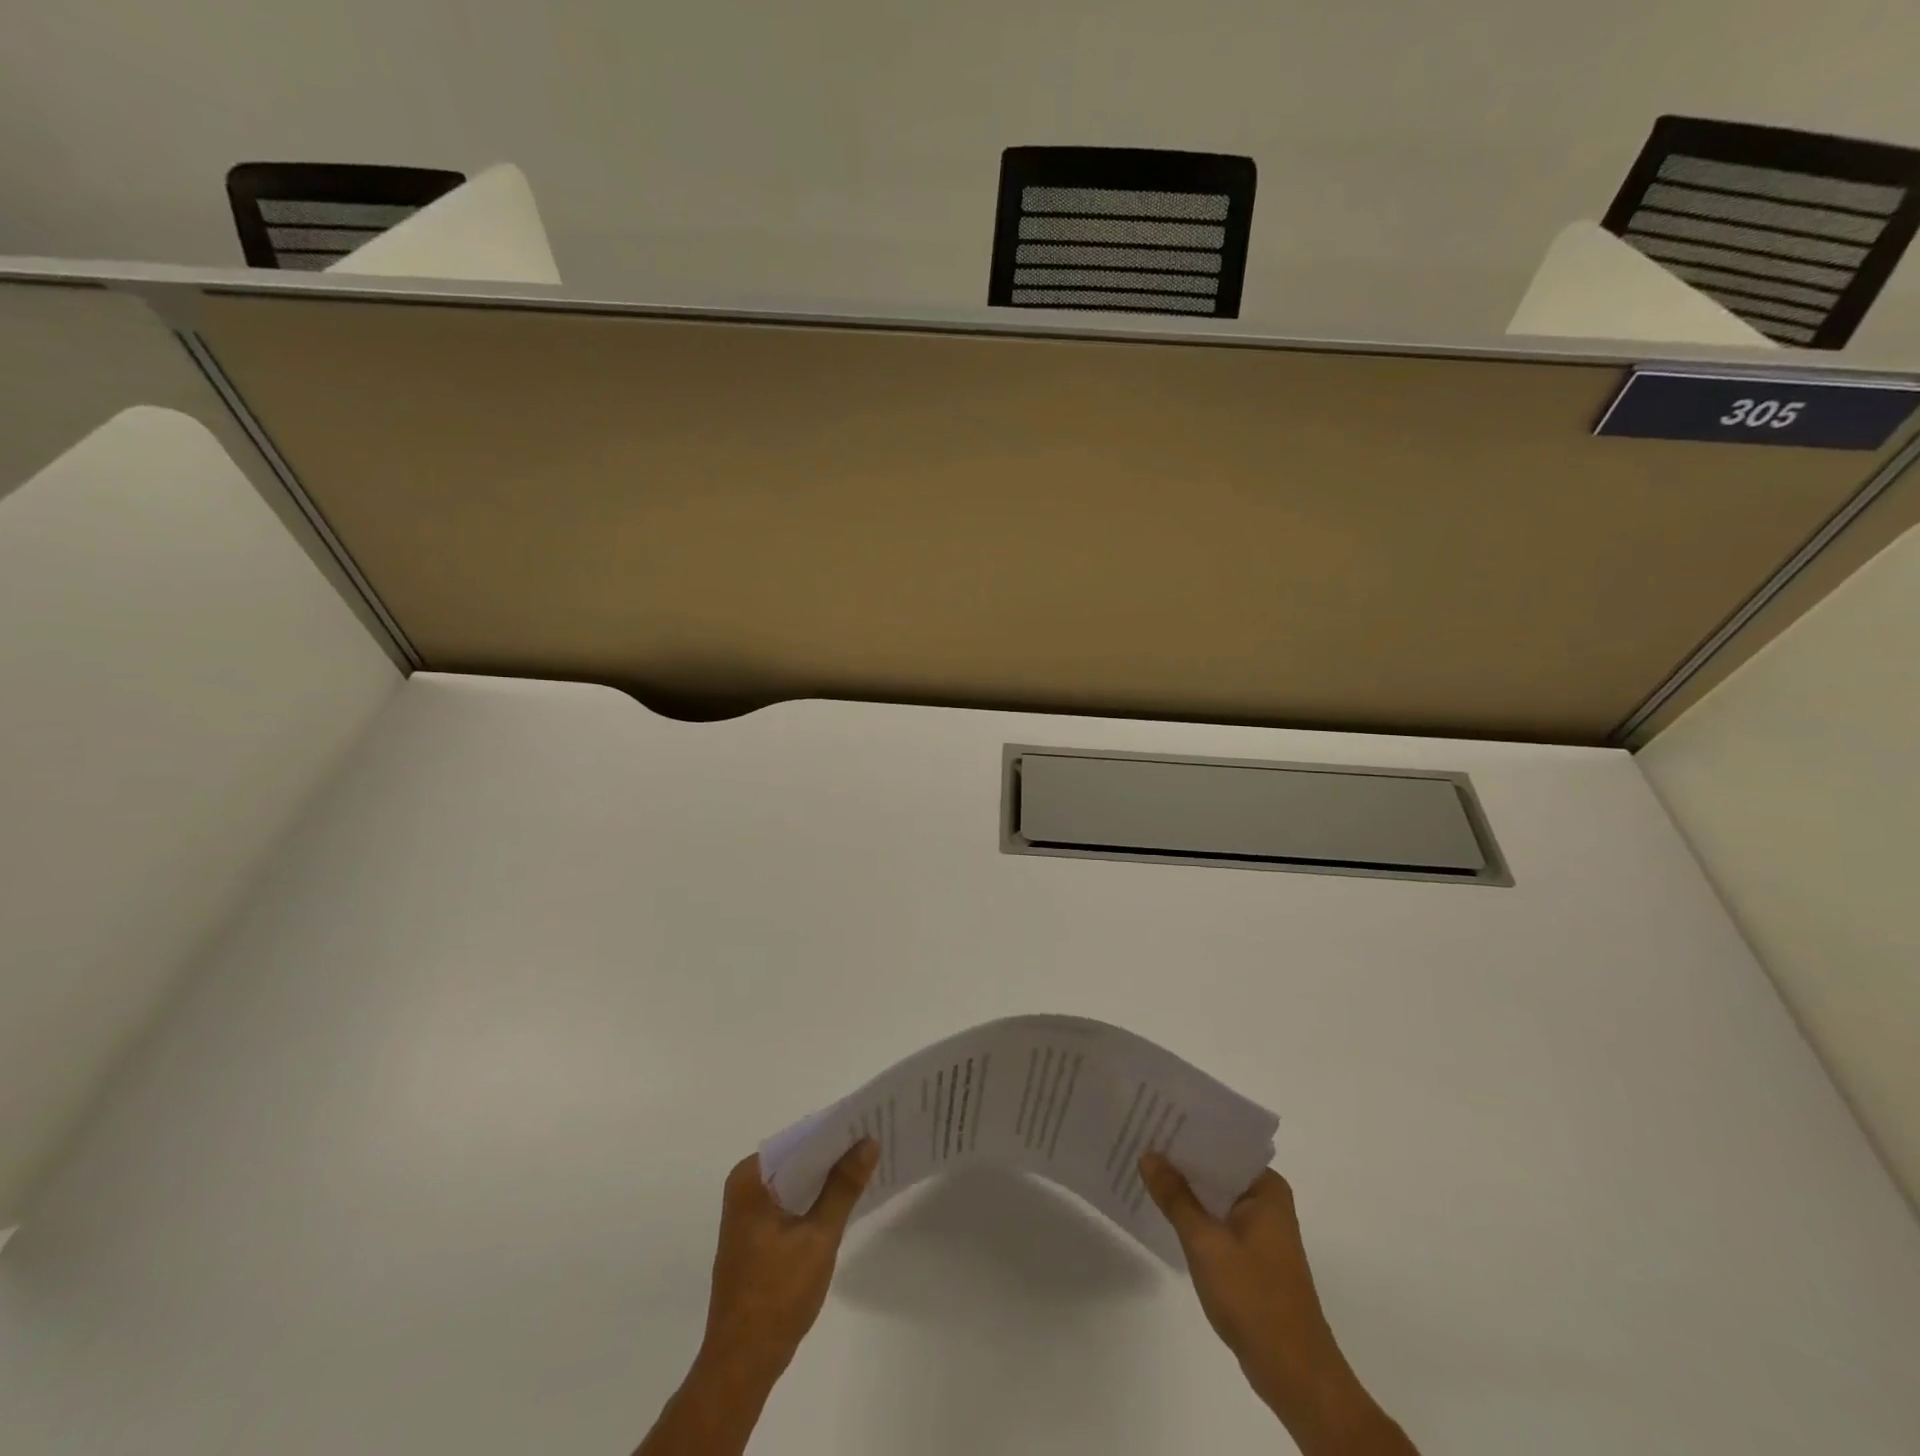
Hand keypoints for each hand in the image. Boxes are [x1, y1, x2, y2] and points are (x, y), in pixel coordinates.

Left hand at [637, 1141, 878, 1455]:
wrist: (741, 1363)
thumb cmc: (777, 1296)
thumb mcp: (819, 1237)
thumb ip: (843, 1187)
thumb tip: (869, 1142)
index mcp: (750, 1179)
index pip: (799, 1139)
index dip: (835, 1130)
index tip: (868, 1122)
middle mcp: (744, 1186)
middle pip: (797, 1156)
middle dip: (833, 1151)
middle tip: (875, 1140)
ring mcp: (748, 1210)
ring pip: (795, 1178)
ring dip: (826, 1174)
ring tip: (867, 1162)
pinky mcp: (756, 1231)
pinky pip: (790, 1198)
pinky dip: (814, 1196)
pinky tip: (844, 1197)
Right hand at [1140, 1153, 1417, 1454]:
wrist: (1293, 1373)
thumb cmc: (1253, 1298)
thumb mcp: (1205, 1243)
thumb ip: (1175, 1197)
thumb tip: (1148, 1154)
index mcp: (1266, 1187)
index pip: (1222, 1143)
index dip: (1187, 1131)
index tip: (1153, 1116)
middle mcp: (1267, 1200)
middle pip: (1217, 1167)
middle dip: (1181, 1158)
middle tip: (1139, 1136)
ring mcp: (1260, 1228)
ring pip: (1215, 1194)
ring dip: (1186, 1186)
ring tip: (1143, 1166)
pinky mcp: (1252, 1253)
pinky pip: (1217, 1217)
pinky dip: (1194, 1212)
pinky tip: (1163, 1207)